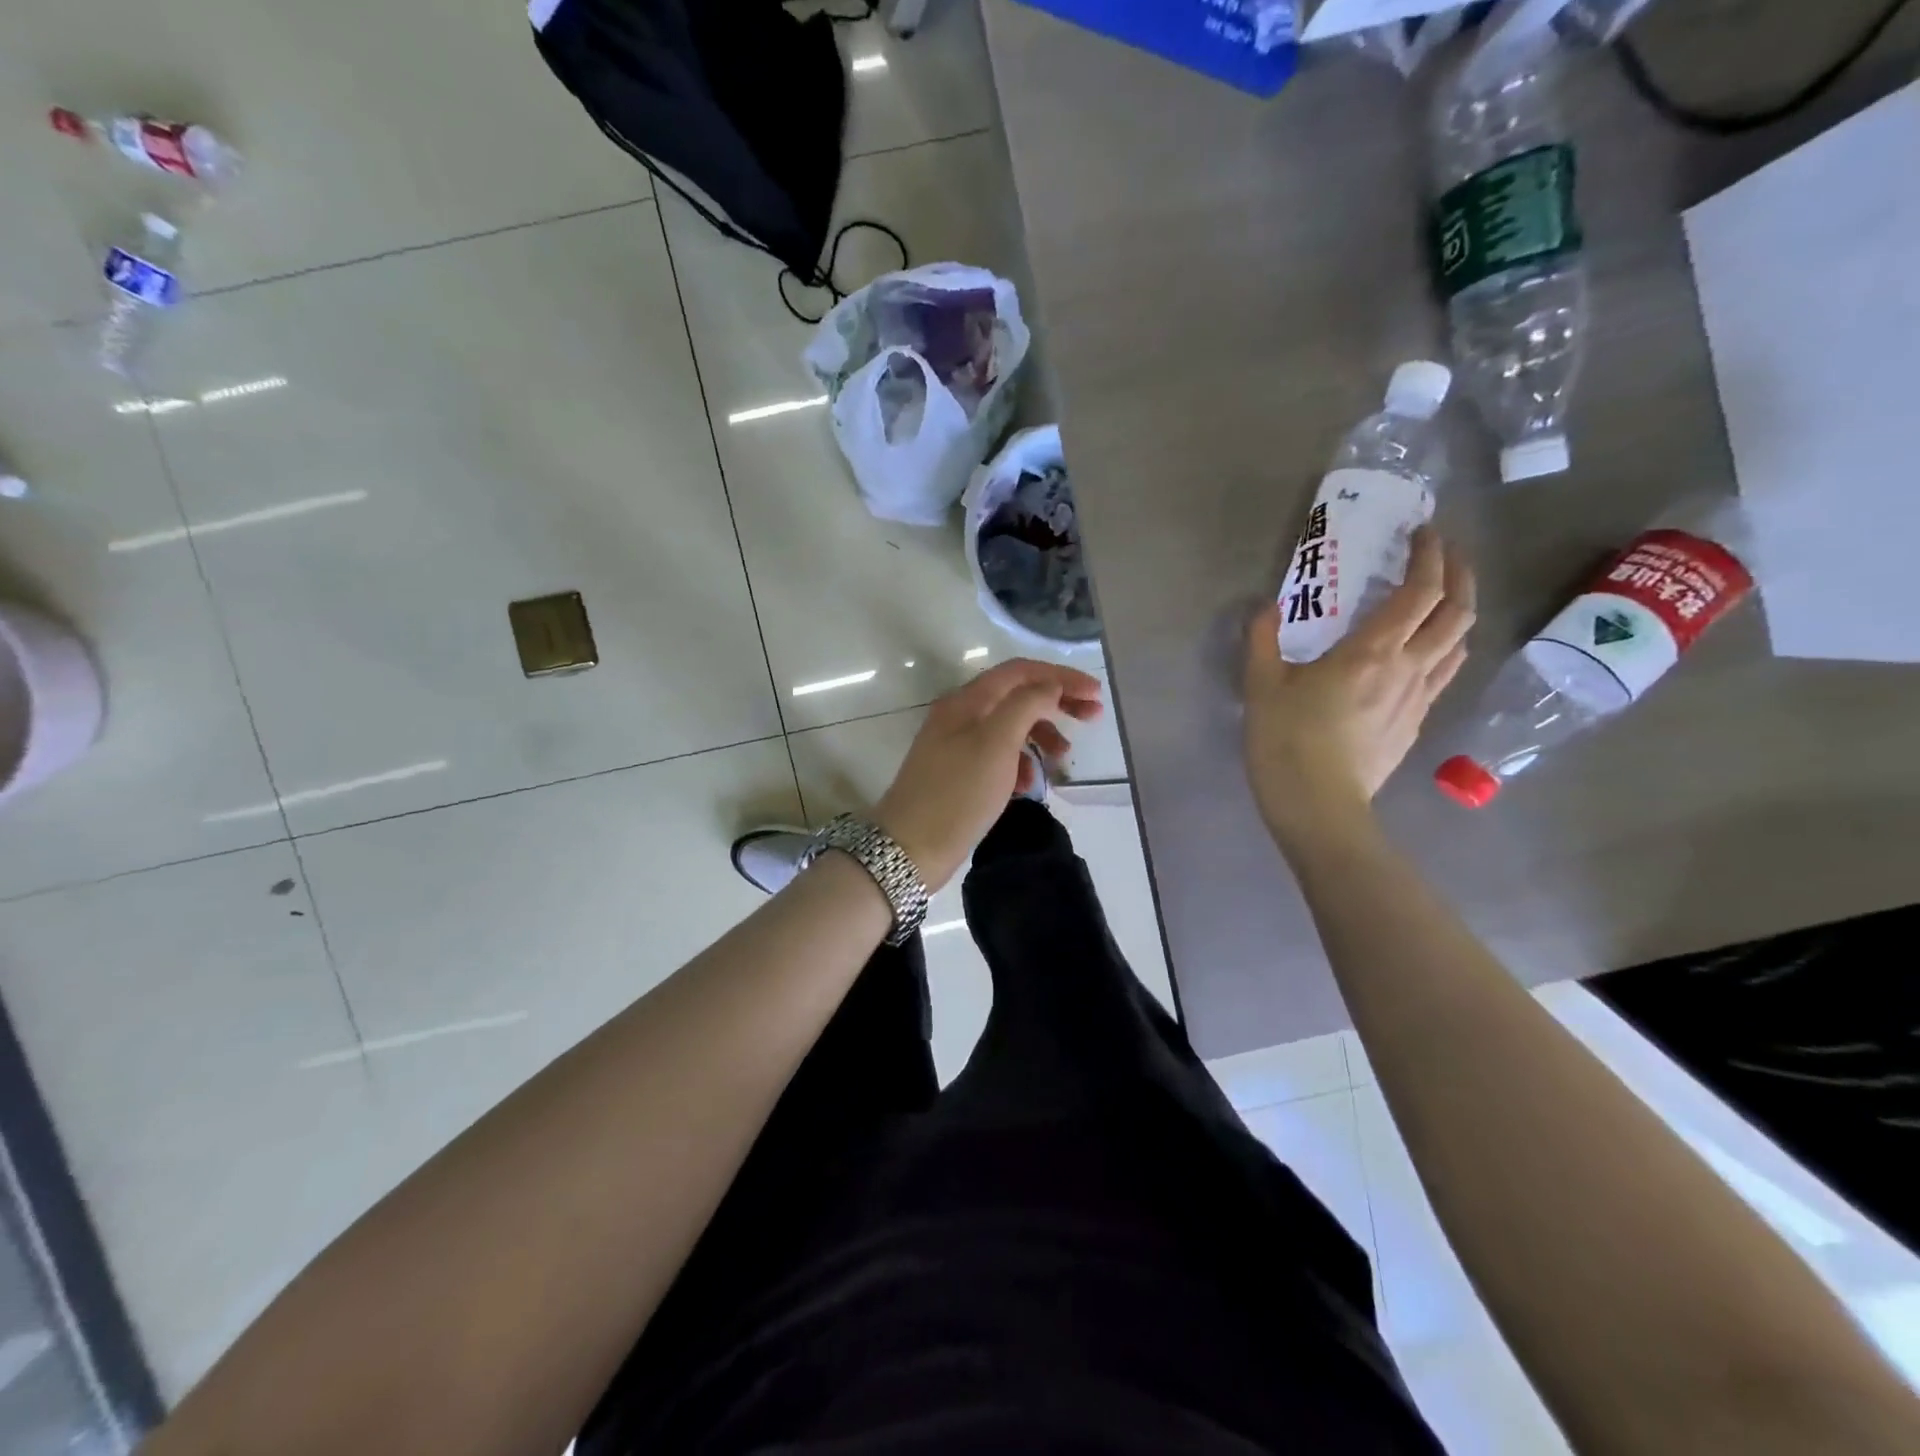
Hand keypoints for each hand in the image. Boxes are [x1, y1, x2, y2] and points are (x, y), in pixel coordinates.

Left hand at [873, 659, 1103, 889]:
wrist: (910, 847)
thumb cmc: (958, 792)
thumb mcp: (997, 743)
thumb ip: (1026, 705)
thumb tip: (1049, 685)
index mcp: (968, 700)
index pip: (1021, 671)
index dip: (1061, 676)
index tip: (1096, 694)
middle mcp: (960, 714)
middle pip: (1016, 695)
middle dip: (1055, 703)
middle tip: (1092, 718)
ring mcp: (957, 744)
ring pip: (1009, 727)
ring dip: (1040, 735)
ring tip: (1063, 757)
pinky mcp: (958, 773)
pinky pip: (998, 756)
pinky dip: (1019, 763)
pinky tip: (1028, 785)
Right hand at [1244, 527, 1474, 849]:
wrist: (1317, 805)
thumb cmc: (1286, 741)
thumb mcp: (1261, 685)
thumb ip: (1263, 638)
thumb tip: (1268, 606)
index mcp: (1371, 652)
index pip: (1419, 591)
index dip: (1430, 555)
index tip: (1424, 532)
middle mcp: (1408, 668)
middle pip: (1457, 611)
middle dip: (1459, 574)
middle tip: (1444, 554)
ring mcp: (1418, 698)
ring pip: (1458, 643)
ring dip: (1458, 611)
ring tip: (1440, 598)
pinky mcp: (1415, 723)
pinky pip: (1443, 674)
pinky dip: (1443, 648)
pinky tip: (1422, 653)